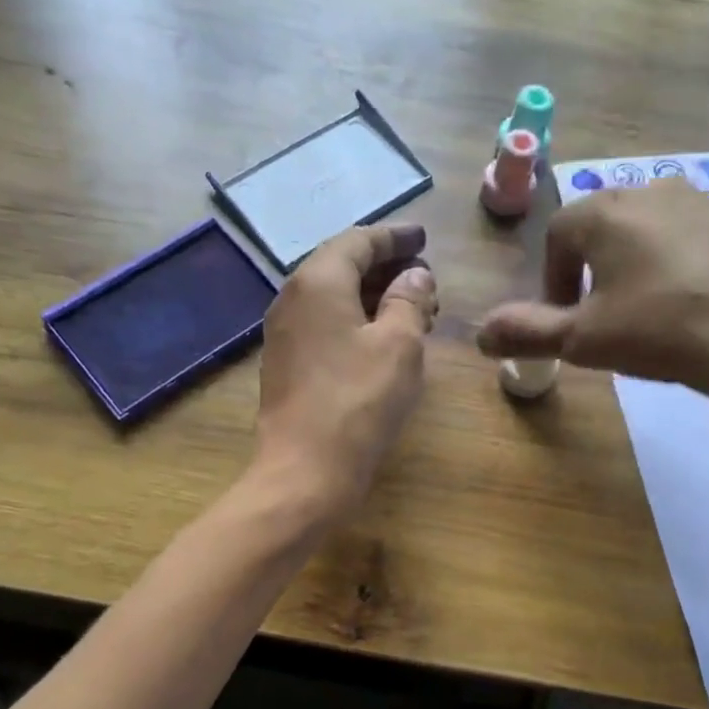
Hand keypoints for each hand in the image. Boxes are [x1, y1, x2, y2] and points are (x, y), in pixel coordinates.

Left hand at [255, 223, 437, 519]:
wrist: (305, 470)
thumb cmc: (358, 402)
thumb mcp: (399, 345)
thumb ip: (410, 300)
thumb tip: (415, 276)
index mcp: (317, 281)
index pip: (358, 241)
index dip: (394, 238)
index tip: (423, 239)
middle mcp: (292, 299)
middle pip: (342, 267)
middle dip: (386, 269)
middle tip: (425, 282)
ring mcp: (284, 335)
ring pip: (333, 299)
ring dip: (373, 298)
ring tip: (413, 313)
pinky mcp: (285, 366)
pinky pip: (324, 327)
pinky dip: (355, 323)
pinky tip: (381, 343)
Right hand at [476, 179, 708, 397]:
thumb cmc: (657, 328)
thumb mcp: (581, 338)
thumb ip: (526, 332)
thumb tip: (479, 334)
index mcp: (603, 212)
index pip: (557, 234)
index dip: (553, 279)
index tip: (565, 318)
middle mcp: (647, 190)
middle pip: (599, 226)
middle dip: (589, 269)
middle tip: (599, 316)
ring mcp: (695, 200)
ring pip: (641, 229)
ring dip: (628, 264)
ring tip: (641, 310)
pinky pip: (681, 234)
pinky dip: (668, 261)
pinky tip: (682, 300)